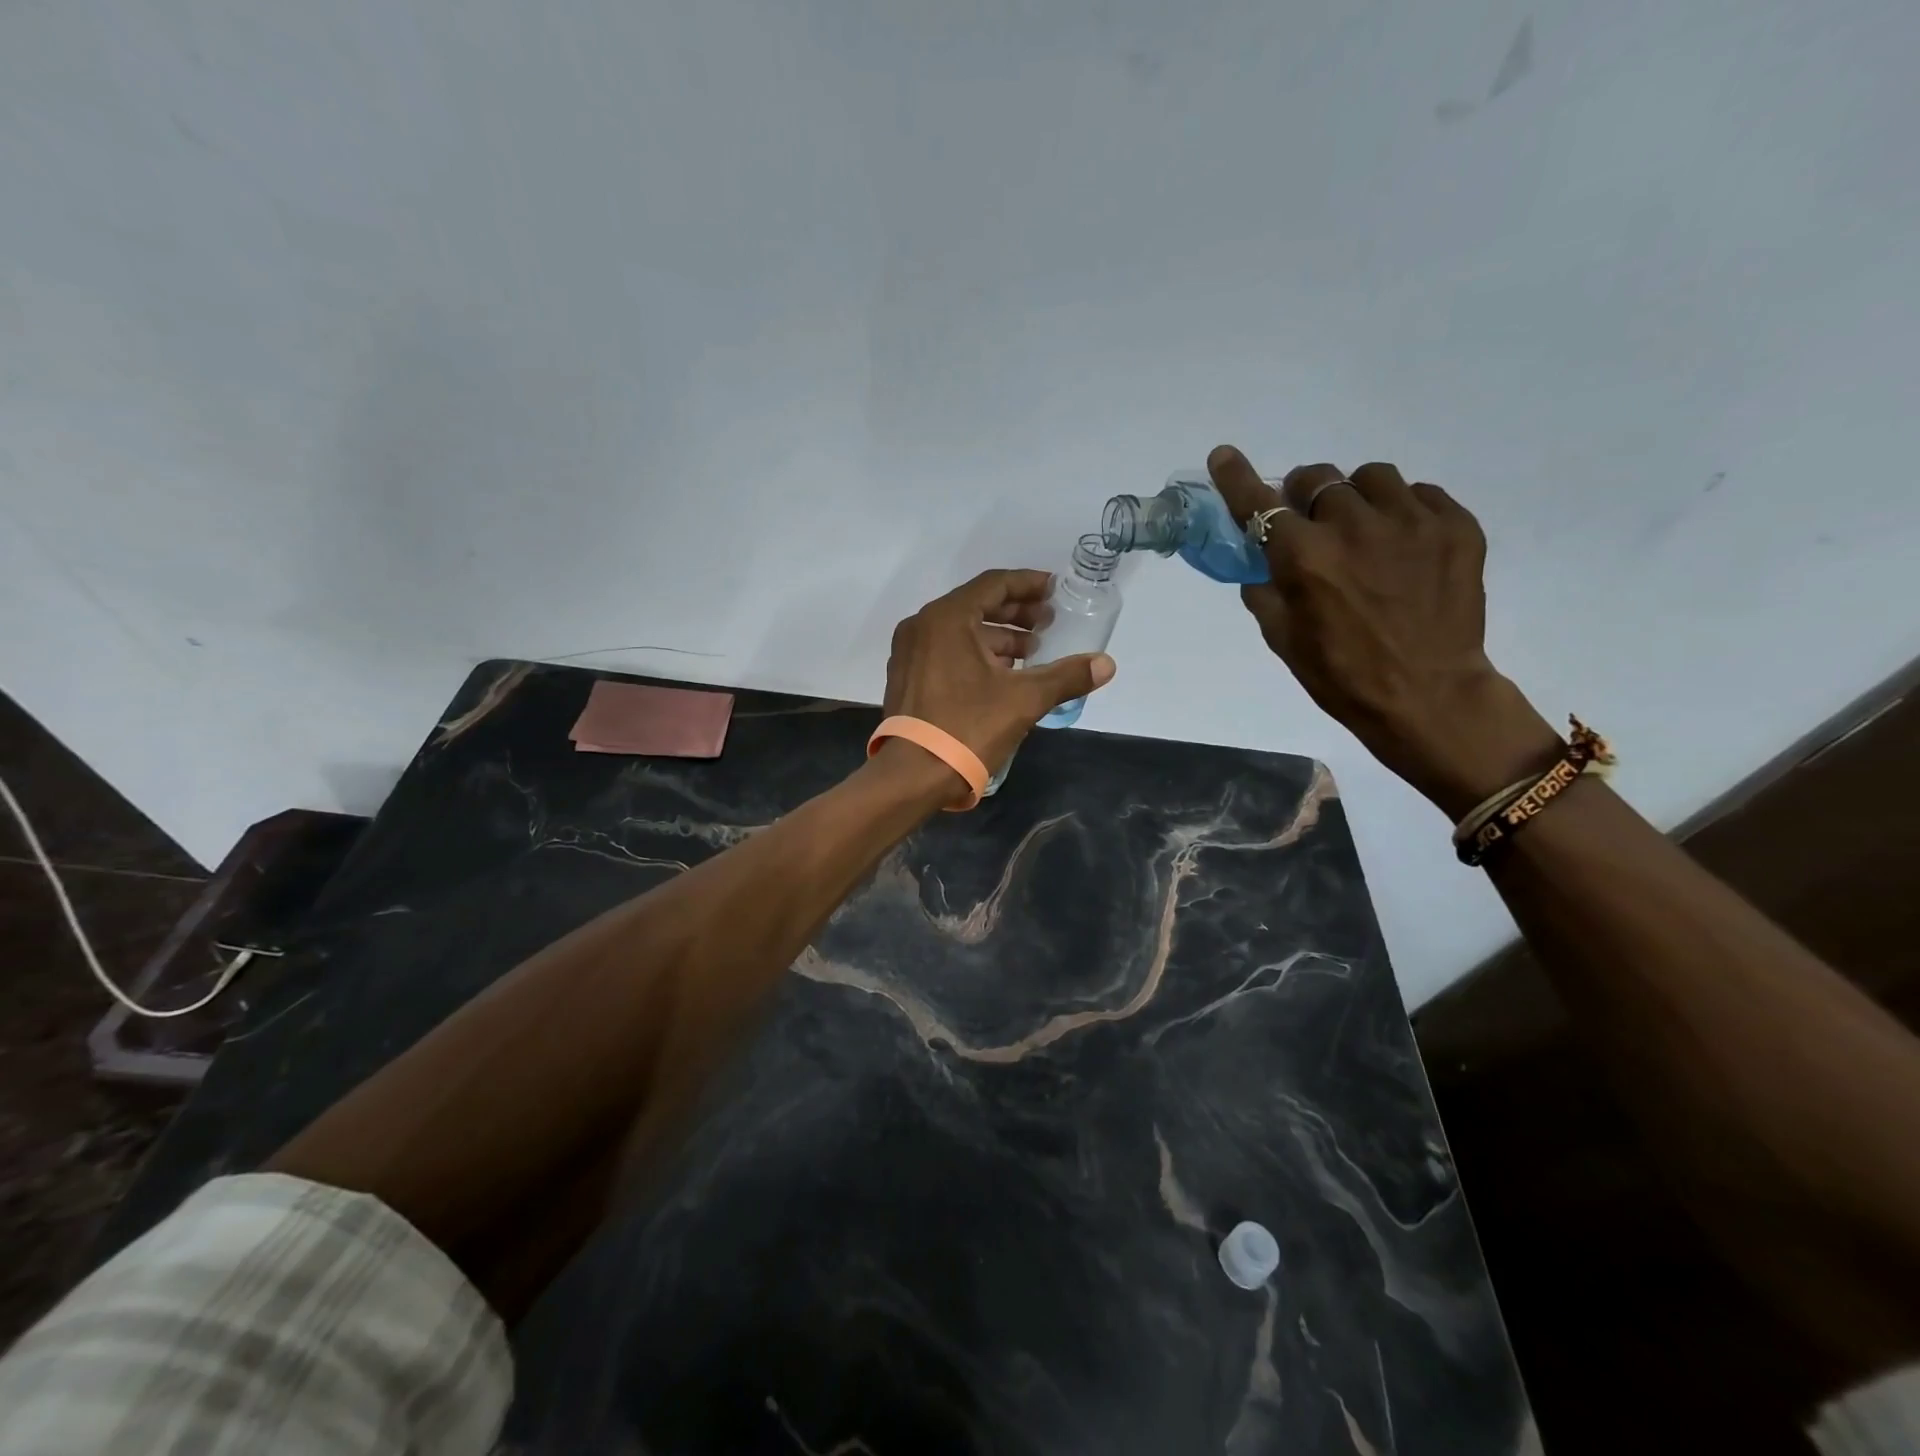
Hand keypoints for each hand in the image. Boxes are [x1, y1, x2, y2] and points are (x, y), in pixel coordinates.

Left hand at [883, 569, 1116, 774]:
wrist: (913, 775)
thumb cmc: (967, 727)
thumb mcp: (1023, 700)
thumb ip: (1066, 676)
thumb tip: (1106, 664)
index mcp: (947, 618)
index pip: (994, 585)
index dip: (1028, 584)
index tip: (1055, 590)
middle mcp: (922, 626)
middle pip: (976, 605)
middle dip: (1016, 612)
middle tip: (1048, 623)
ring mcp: (909, 652)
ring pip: (961, 630)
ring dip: (998, 636)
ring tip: (1032, 652)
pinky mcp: (907, 676)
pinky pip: (946, 650)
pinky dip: (976, 653)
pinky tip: (1002, 673)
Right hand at [1207, 447, 1559, 818]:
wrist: (1429, 696)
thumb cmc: (1342, 676)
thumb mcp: (1283, 639)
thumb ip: (1265, 591)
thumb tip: (1262, 565)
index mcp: (1304, 558)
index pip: (1259, 503)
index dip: (1237, 477)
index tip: (1224, 455)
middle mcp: (1354, 526)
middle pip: (1317, 478)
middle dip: (1304, 495)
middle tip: (1309, 522)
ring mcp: (1410, 522)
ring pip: (1371, 477)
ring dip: (1355, 496)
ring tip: (1363, 528)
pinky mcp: (1456, 526)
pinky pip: (1420, 494)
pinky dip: (1402, 510)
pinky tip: (1402, 544)